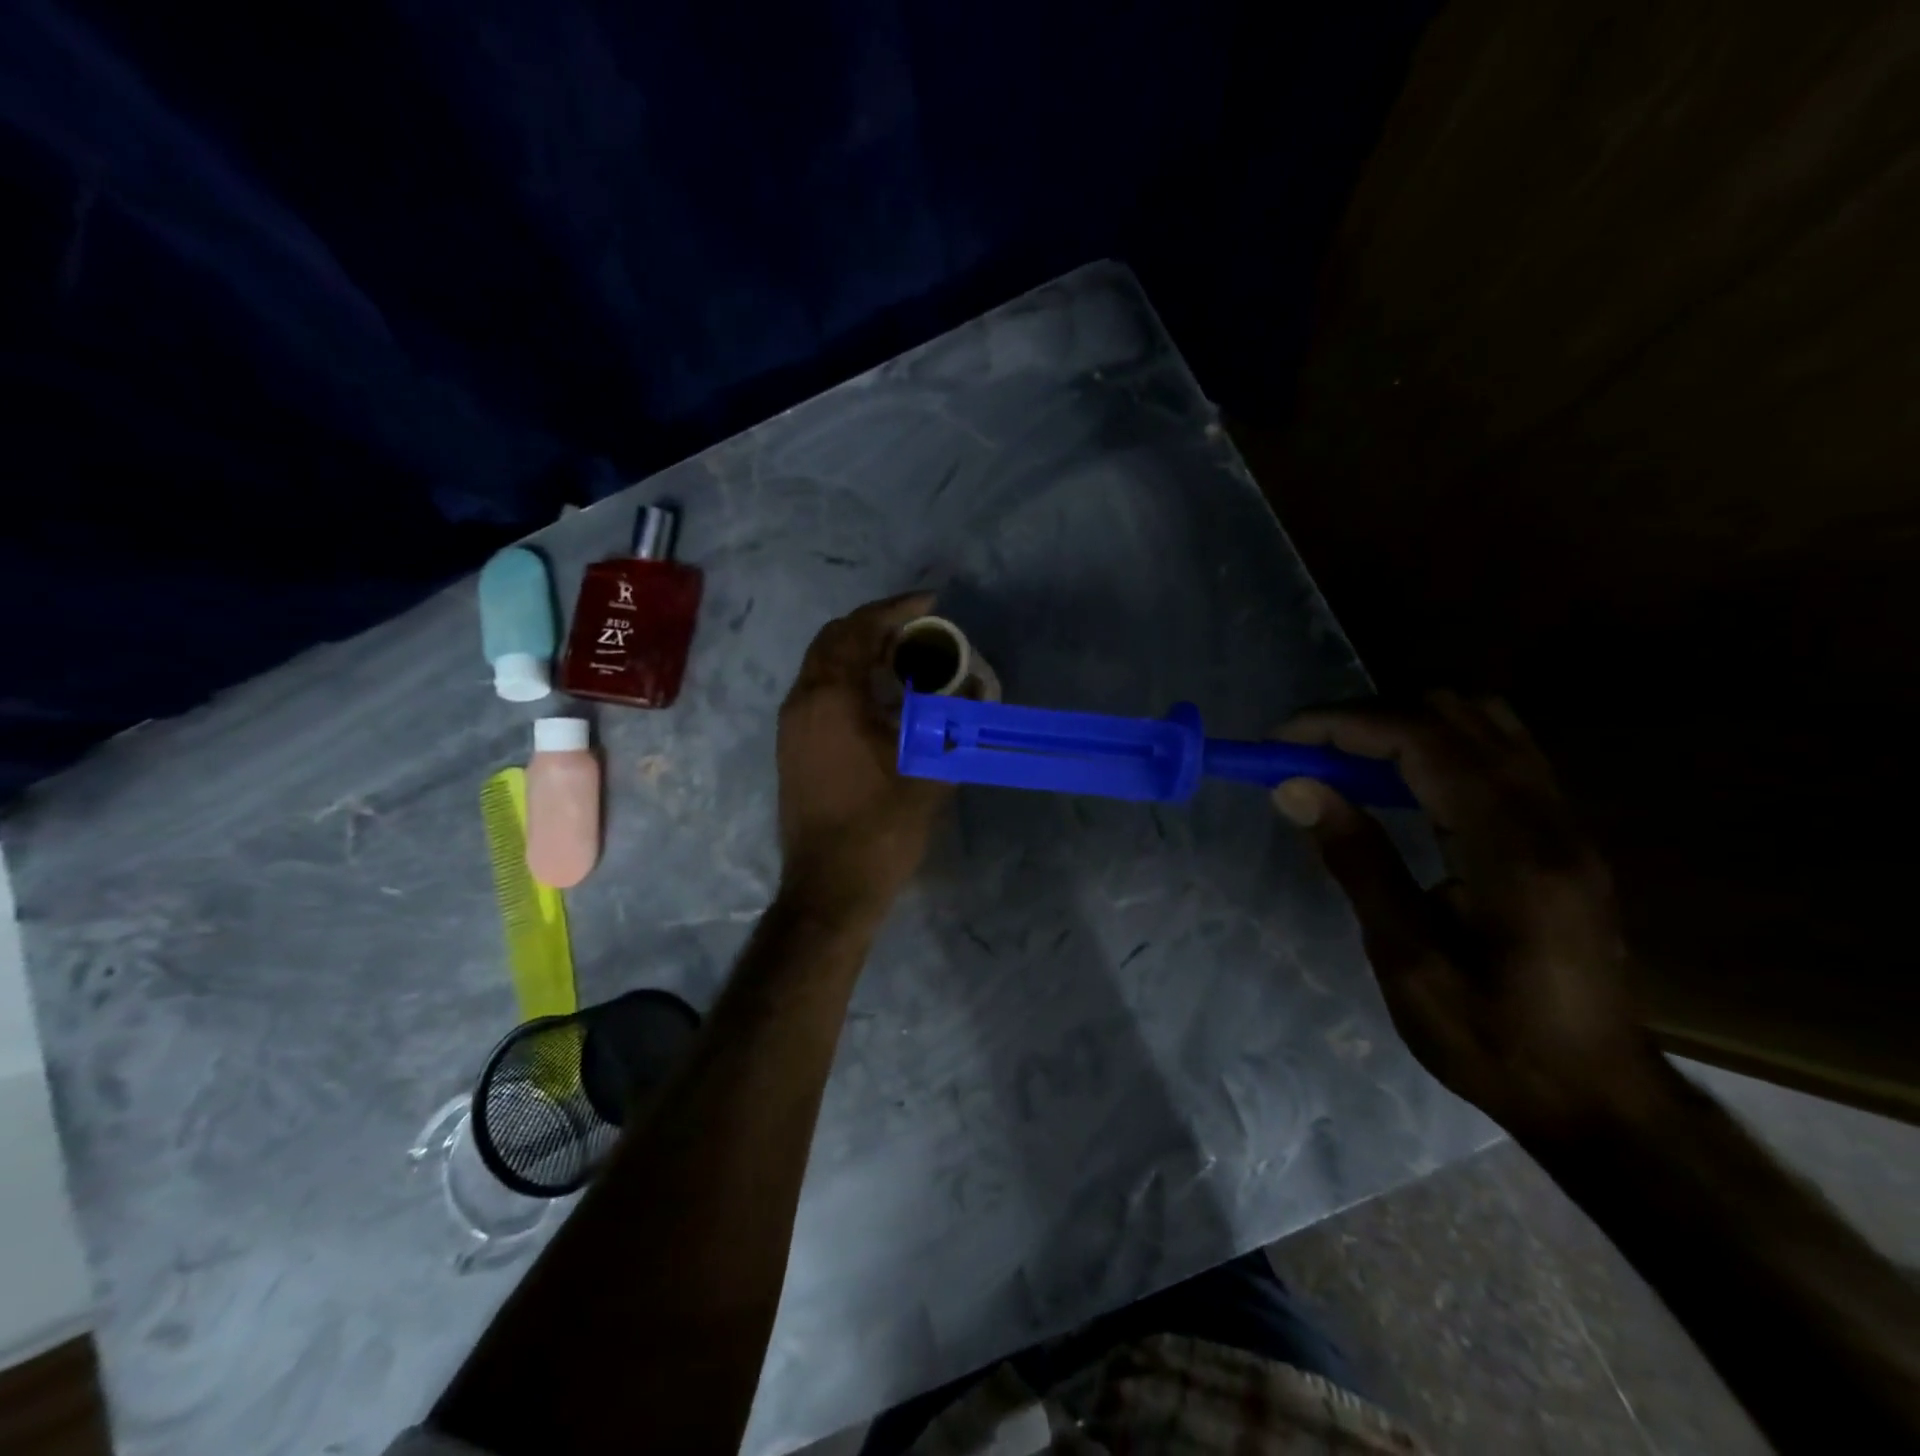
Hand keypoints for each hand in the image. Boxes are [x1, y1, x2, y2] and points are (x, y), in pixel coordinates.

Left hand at [775, 593, 951, 921]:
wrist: (830, 888)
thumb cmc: (880, 828)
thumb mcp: (930, 771)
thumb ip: (957, 723)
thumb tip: (981, 689)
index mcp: (830, 698)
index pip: (858, 630)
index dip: (896, 608)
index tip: (931, 602)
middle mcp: (802, 702)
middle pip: (834, 640)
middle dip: (876, 626)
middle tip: (919, 630)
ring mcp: (792, 726)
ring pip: (823, 667)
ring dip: (861, 654)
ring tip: (906, 660)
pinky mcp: (793, 748)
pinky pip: (820, 693)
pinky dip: (849, 680)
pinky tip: (883, 699)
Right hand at [1272, 692, 1668, 1142]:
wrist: (1598, 1097)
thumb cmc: (1492, 1039)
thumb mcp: (1407, 961)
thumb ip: (1357, 862)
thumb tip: (1296, 788)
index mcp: (1510, 849)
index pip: (1423, 740)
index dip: (1343, 725)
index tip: (1280, 742)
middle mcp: (1547, 817)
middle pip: (1457, 712)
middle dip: (1368, 716)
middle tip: (1307, 752)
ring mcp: (1564, 821)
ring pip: (1483, 722)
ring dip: (1403, 724)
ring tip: (1344, 761)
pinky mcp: (1561, 833)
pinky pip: (1496, 752)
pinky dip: (1434, 746)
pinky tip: (1396, 786)